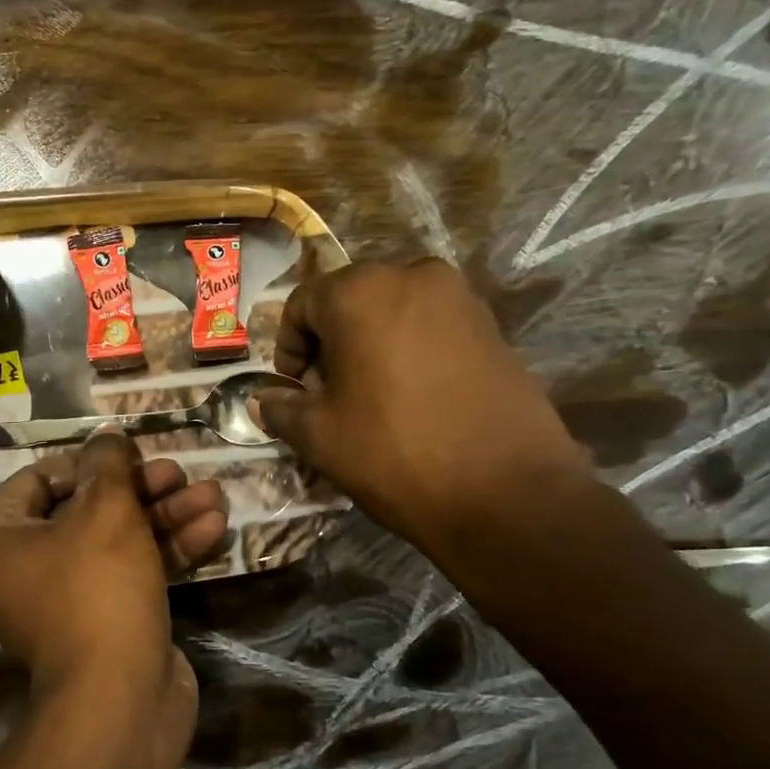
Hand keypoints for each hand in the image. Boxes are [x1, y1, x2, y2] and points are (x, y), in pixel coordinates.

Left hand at [0, 433, 226, 712]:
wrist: (120, 697)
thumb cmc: (98, 587)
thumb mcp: (106, 511)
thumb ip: (108, 465)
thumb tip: (107, 438)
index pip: (37, 480)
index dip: (85, 462)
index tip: (126, 455)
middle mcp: (25, 569)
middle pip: (87, 509)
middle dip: (141, 489)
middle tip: (179, 472)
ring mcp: (68, 599)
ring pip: (119, 540)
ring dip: (167, 515)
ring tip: (214, 493)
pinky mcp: (108, 620)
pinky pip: (134, 572)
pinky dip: (169, 550)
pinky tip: (215, 528)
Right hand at [255, 259, 593, 550]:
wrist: (507, 493)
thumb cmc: (395, 454)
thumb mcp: (319, 436)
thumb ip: (281, 408)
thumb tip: (262, 401)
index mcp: (362, 291)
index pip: (302, 304)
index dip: (288, 349)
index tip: (294, 390)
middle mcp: (413, 275)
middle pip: (349, 301)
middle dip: (330, 345)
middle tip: (328, 395)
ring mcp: (460, 297)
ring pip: (392, 311)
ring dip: (370, 346)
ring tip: (371, 399)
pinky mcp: (492, 325)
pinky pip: (431, 326)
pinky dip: (409, 350)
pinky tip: (413, 398)